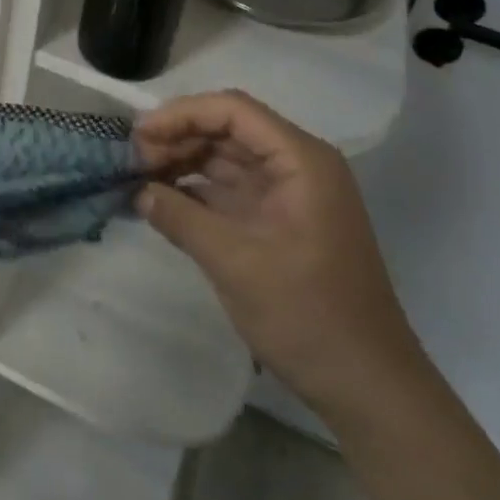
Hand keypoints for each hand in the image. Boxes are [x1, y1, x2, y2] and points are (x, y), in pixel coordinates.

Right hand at [133, 91, 424, 418]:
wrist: (369, 388)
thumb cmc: (309, 316)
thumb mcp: (236, 264)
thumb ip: (181, 218)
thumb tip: (138, 191)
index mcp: (300, 161)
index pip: (232, 111)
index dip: (182, 114)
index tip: (139, 134)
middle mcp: (296, 166)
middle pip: (227, 129)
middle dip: (178, 137)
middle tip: (131, 158)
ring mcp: (288, 194)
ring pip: (225, 157)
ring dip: (183, 161)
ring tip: (138, 175)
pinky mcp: (278, 221)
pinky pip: (229, 189)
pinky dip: (195, 189)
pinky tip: (160, 199)